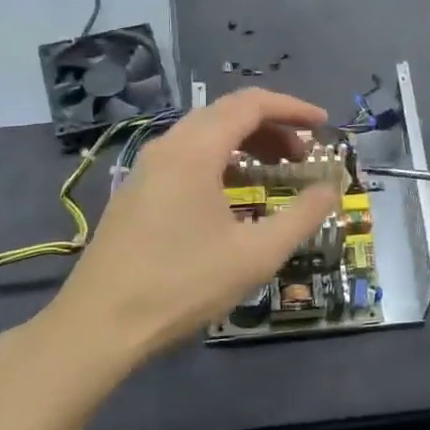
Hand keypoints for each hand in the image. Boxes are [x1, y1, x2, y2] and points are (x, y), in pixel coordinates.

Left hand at [32, 88, 341, 373]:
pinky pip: (186, 157)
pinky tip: (234, 196)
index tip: (324, 125)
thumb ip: (302, 216)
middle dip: (272, 127)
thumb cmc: (183, 284)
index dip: (292, 108)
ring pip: (204, 136)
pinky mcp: (136, 192)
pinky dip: (220, 161)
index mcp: (195, 150)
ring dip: (245, 144)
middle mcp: (167, 147)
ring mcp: (146, 169)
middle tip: (304, 155)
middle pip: (226, 114)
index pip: (251, 104)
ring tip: (276, 173)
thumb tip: (330, 189)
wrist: (99, 325)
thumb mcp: (257, 254)